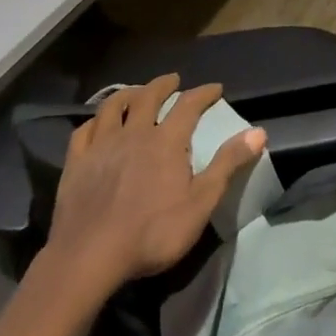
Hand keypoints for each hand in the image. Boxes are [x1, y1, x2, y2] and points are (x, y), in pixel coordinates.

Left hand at [46, 76, 265, 292]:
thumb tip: (258, 132)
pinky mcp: (76, 162)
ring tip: (136, 92)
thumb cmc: (152, 233)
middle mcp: (134, 132)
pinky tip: (97, 123)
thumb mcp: (200, 203)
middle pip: (148, 96)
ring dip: (128, 93)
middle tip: (173, 80)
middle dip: (163, 85)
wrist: (90, 256)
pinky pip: (85, 130)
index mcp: (166, 140)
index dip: (204, 93)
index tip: (215, 88)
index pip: (189, 105)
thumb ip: (228, 165)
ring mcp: (101, 145)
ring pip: (114, 106)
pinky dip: (95, 120)